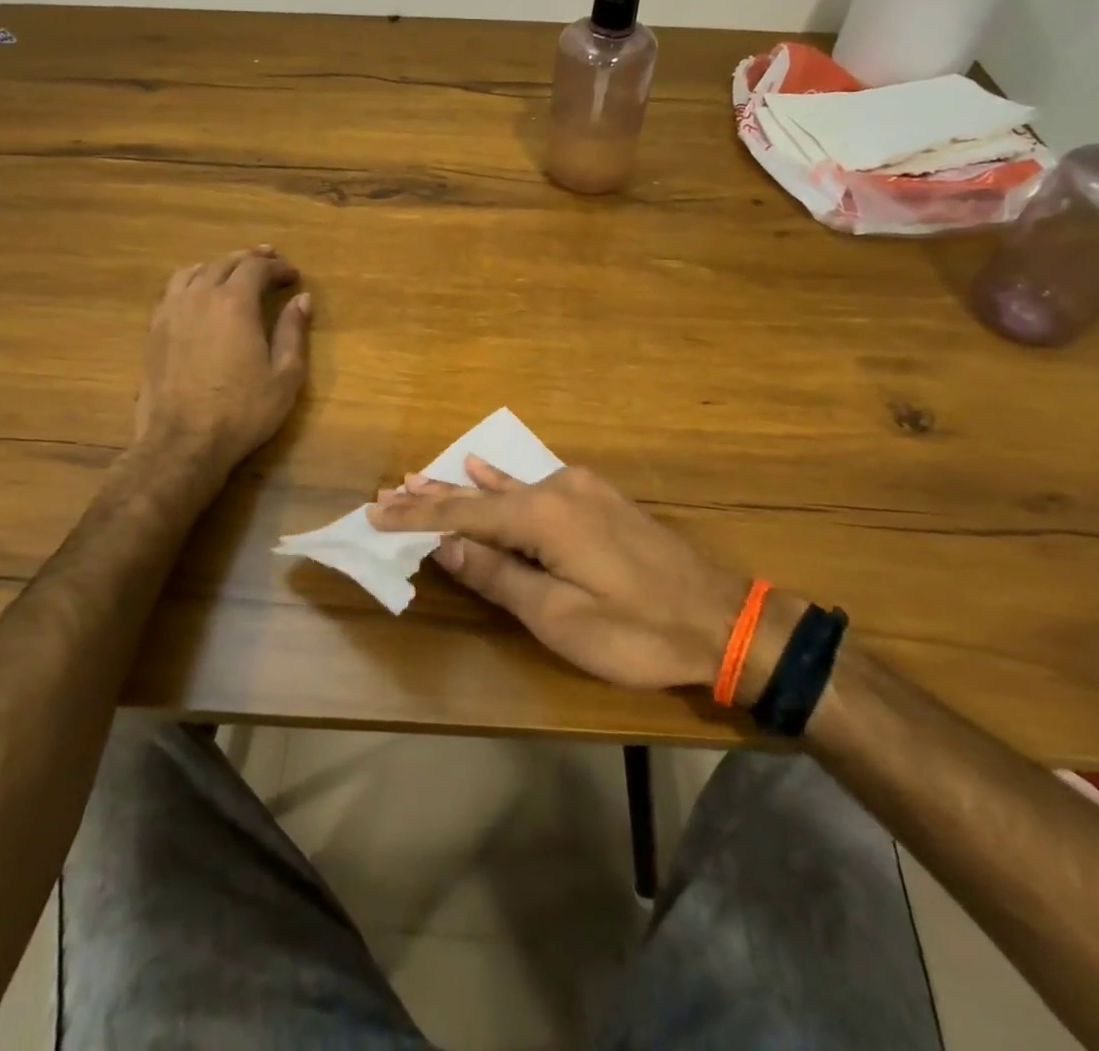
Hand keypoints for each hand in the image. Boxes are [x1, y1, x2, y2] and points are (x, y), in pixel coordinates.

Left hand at [133, 246, 311, 478]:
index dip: (277, 267)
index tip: (293, 276)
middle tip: (269, 261)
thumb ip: (293, 332)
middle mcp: (200, 297)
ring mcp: (171, 312)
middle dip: (250, 259)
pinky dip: (193, 281)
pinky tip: (199, 293)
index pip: (256, 268)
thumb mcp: (285, 375)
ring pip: (194, 271)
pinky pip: (173, 290)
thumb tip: (302, 299)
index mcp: (234, 303)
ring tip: (233, 270)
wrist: (183, 441)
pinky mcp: (154, 330)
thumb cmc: (242, 410)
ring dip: (218, 265)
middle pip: (224, 263)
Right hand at [369, 460, 779, 693]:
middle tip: (388, 492)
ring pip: (507, 489)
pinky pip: (535, 486)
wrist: (723, 618)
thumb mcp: (561, 617)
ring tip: (420, 479)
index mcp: (544, 516)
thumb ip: (500, 577)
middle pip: (481, 495)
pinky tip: (484, 468)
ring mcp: (581, 490)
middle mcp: (558, 490)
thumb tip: (446, 548)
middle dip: (433, 498)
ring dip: (463, 490)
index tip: (375, 512)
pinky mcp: (598, 499)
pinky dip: (502, 484)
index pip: (463, 515)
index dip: (417, 517)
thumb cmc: (637, 630)